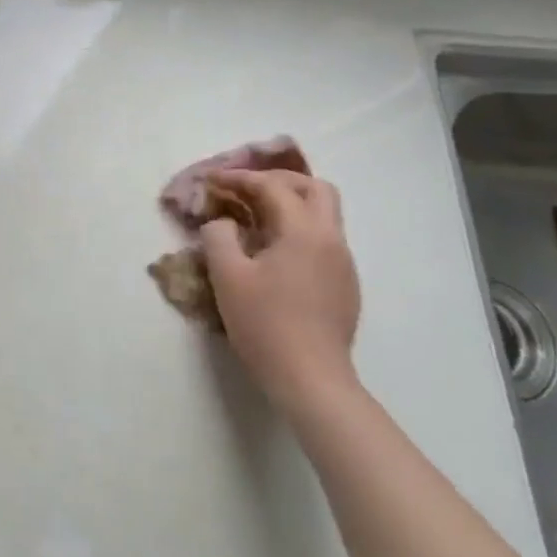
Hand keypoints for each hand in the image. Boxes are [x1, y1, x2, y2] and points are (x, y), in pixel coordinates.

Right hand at [202, 170, 360, 407]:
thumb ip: (219, 236)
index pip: (272, 187)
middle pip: (314, 189)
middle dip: (278, 181)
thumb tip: (224, 223)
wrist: (311, 379)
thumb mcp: (227, 276)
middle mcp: (331, 239)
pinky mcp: (345, 285)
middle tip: (245, 189)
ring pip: (324, 214)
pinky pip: (323, 240)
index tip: (212, 180)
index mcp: (304, 231)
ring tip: (256, 217)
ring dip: (291, 204)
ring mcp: (343, 263)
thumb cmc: (265, 324)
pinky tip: (274, 252)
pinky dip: (298, 230)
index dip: (239, 178)